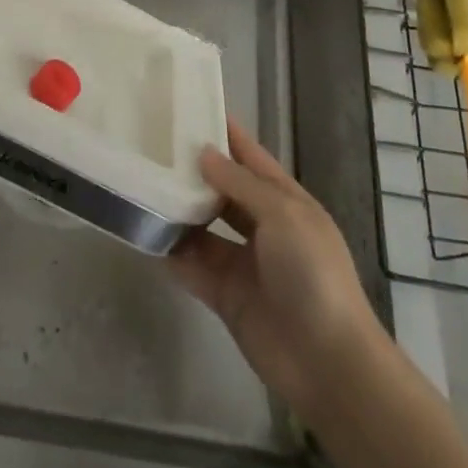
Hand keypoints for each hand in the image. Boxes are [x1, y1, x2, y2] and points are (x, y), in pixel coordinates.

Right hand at [170, 118, 383, 419]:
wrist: (327, 362)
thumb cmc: (312, 274)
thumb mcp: (283, 215)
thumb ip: (240, 183)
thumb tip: (203, 153)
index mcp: (285, 201)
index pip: (250, 156)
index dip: (225, 132)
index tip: (191, 105)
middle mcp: (263, 226)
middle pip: (222, 189)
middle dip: (193, 170)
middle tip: (152, 144)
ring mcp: (243, 262)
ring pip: (203, 226)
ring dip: (178, 210)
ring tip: (141, 183)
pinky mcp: (225, 295)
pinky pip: (192, 266)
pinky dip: (172, 252)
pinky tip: (144, 232)